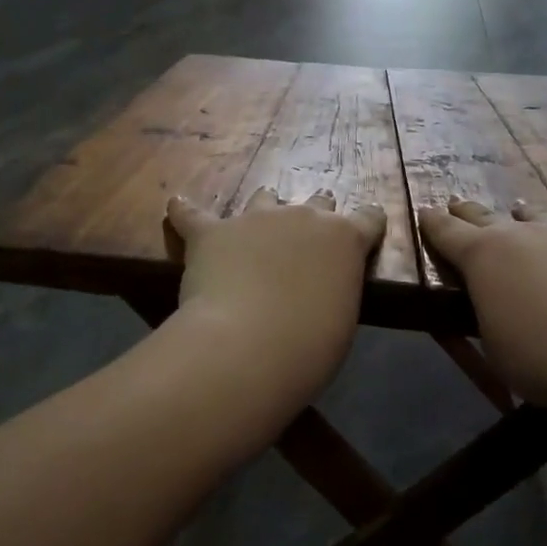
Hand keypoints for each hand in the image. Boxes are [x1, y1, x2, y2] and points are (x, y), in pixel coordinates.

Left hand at [166, 187, 385, 387]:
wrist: (251, 347)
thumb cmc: (311, 347)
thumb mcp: (342, 317)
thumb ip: (334, 289)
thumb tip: (318, 290)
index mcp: (345, 239)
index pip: (369, 218)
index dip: (367, 225)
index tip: (364, 233)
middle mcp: (305, 217)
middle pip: (318, 202)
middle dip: (314, 218)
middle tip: (305, 246)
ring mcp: (256, 218)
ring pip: (264, 198)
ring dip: (263, 212)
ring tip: (252, 234)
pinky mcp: (212, 231)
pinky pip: (192, 214)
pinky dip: (185, 213)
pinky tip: (176, 206)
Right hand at [416, 199, 546, 411]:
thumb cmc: (546, 357)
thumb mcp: (498, 351)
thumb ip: (491, 321)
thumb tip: (497, 310)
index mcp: (482, 257)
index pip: (446, 232)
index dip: (432, 223)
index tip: (424, 211)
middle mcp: (519, 234)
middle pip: (485, 215)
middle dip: (467, 212)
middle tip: (457, 204)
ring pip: (535, 215)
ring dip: (521, 216)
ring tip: (519, 213)